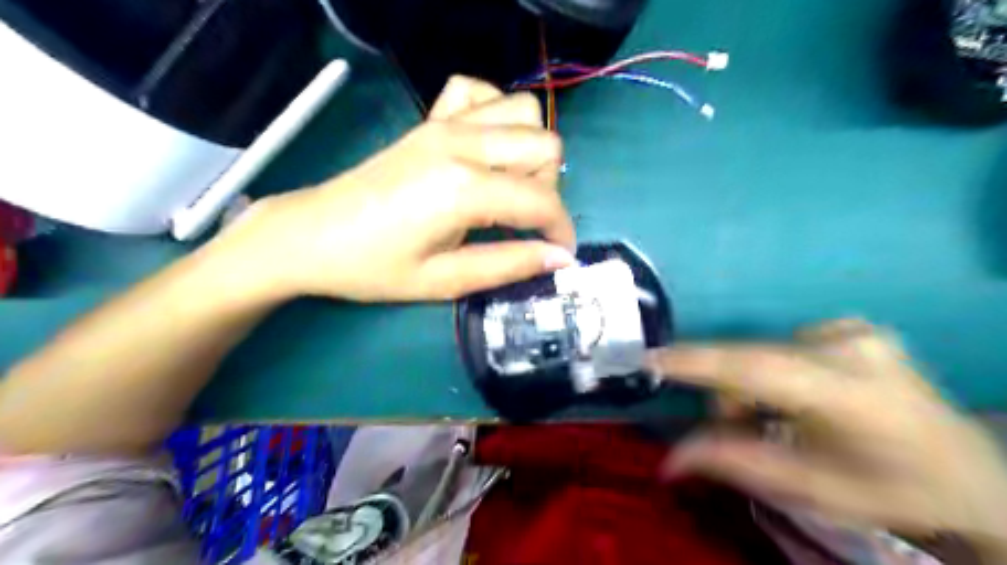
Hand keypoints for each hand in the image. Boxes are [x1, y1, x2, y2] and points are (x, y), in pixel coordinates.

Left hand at [223, 77, 577, 301]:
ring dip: (530, 151)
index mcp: (463, 188)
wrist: (312, 234)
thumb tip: (559, 259)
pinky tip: (485, 146)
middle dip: (548, 190)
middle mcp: (461, 143)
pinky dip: (495, 113)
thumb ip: (508, 266)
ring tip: (508, 186)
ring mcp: (444, 124)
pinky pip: (479, 91)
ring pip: (523, 111)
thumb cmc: (373, 267)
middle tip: (525, 223)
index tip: (560, 254)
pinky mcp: (430, 120)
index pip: (540, 201)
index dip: (561, 230)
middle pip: (545, 145)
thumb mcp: (444, 281)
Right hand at [650, 321, 1006, 558]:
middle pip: (753, 360)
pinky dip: (774, 372)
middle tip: (743, 427)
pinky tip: (800, 396)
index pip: (755, 367)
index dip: (698, 363)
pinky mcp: (853, 325)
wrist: (969, 474)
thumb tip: (668, 461)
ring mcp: (855, 330)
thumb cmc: (890, 490)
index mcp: (850, 392)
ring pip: (763, 352)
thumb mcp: (808, 488)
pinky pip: (784, 345)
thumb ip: (732, 463)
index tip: (651, 359)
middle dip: (732, 395)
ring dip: (752, 385)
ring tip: (777, 417)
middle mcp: (850, 345)